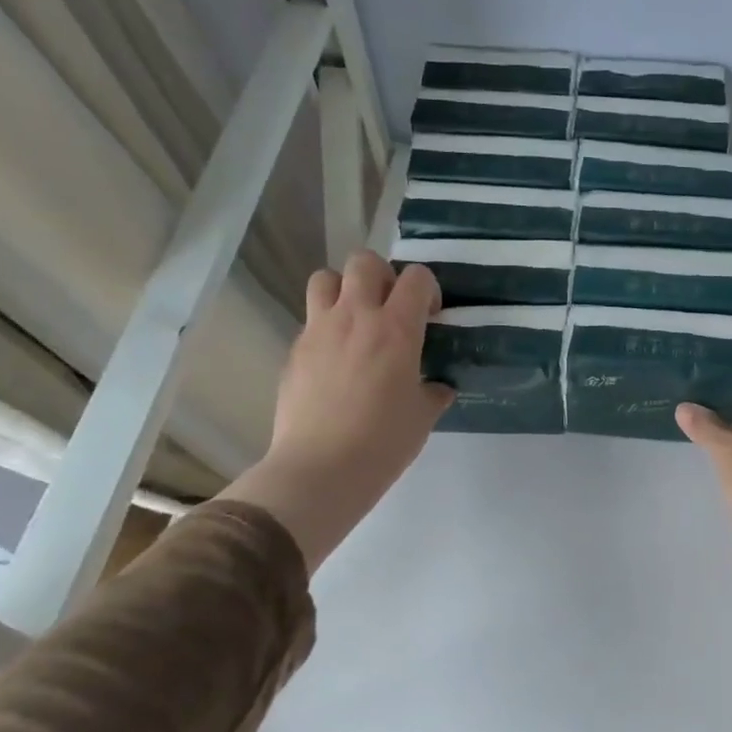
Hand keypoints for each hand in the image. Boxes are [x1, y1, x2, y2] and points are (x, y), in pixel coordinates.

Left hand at [221, 252, 453, 568]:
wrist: (321, 469)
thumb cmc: (384, 442)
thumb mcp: (423, 417)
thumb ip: (433, 392)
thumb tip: (437, 388)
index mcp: (397, 328)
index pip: (416, 277)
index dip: (428, 289)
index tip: (430, 316)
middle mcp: (356, 317)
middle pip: (364, 262)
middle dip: (383, 276)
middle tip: (391, 309)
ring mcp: (319, 331)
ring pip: (325, 278)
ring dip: (344, 290)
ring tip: (356, 321)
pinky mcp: (294, 352)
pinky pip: (311, 321)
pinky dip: (326, 328)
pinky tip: (336, 362)